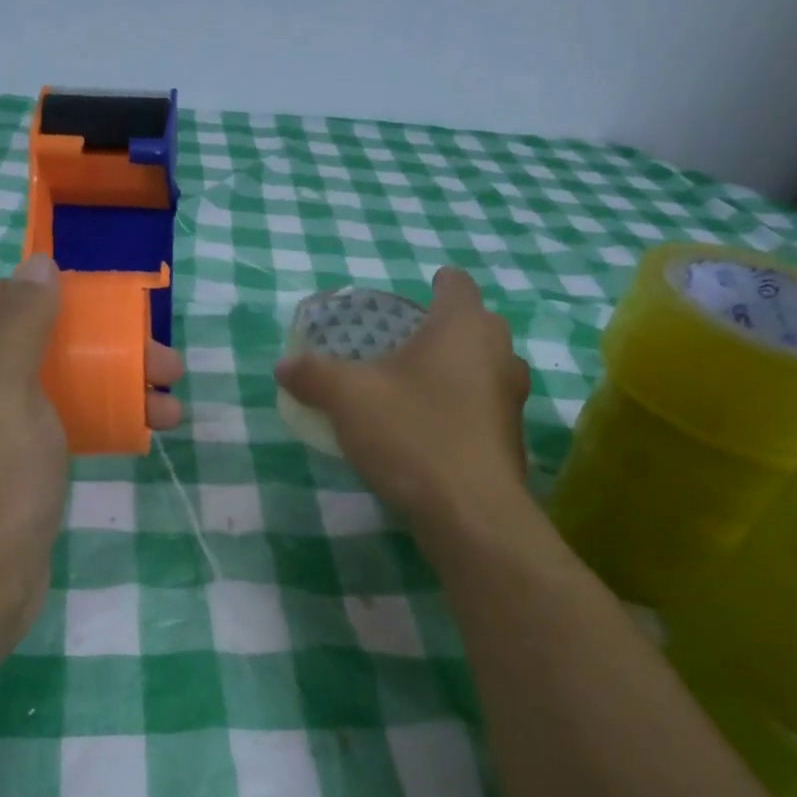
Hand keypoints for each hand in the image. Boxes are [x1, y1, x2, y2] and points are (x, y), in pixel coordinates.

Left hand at [0, 256, 184, 645]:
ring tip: (173, 403)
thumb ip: (21, 322)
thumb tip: (40, 263)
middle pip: (47, 343)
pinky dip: (110, 422)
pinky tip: (148, 431)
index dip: (58, 292)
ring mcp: (2, 429)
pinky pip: (72, 426)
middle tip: (165, 361)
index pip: (5, 300)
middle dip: (108, 346)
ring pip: (68, 387)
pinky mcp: (27, 466)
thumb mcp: (2, 387)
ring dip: (121, 387)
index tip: (112, 301)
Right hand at [275, 267, 533, 537]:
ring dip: (454, 371)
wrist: (470, 512)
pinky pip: (483, 407)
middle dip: (442, 330)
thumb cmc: (412, 434)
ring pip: (482, 367)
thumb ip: (313, 375)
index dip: (437, 283)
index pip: (457, 284)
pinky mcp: (511, 438)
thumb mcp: (347, 399)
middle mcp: (498, 352)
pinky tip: (429, 431)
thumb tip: (284, 365)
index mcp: (462, 326)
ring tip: (414, 388)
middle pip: (473, 325)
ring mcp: (511, 397)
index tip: (419, 293)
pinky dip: (460, 408)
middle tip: (403, 345)